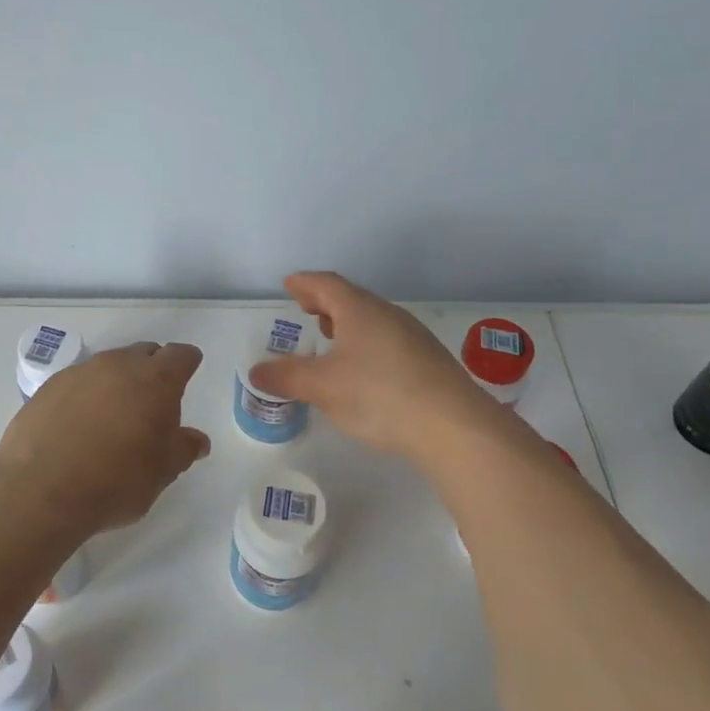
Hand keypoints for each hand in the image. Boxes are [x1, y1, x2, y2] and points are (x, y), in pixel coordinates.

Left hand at [0, 342, 211, 535]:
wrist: (41, 490)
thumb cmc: (117, 480)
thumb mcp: (163, 472)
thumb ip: (183, 449)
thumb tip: (197, 440)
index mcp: (155, 380)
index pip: (180, 356)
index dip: (187, 363)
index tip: (188, 373)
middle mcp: (118, 365)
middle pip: (143, 354)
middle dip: (152, 370)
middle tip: (153, 400)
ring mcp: (79, 373)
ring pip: (108, 367)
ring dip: (117, 383)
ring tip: (114, 416)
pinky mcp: (48, 388)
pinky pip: (77, 383)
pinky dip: (86, 396)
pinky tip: (79, 426)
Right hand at [247, 272, 507, 461]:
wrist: (453, 426)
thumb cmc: (379, 395)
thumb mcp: (323, 387)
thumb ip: (287, 377)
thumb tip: (256, 371)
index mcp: (359, 310)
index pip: (327, 285)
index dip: (305, 283)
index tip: (290, 284)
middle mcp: (388, 315)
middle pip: (352, 298)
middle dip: (326, 301)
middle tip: (307, 307)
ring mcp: (413, 336)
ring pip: (372, 319)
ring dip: (347, 323)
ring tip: (332, 336)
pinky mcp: (428, 361)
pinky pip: (388, 339)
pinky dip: (366, 342)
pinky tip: (364, 369)